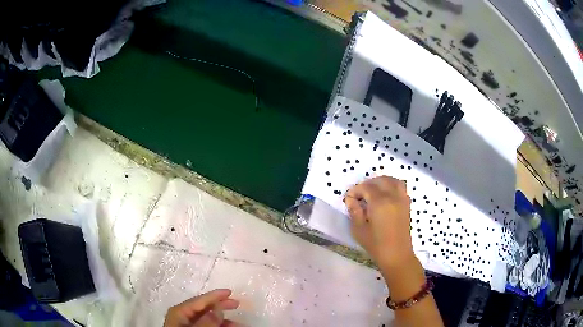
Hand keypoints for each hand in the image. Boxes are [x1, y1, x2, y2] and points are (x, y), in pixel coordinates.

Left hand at [164, 289, 240, 326]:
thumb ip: (207, 321)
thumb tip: (218, 307)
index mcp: (179, 311)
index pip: (200, 300)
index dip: (215, 295)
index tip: (230, 292)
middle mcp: (181, 315)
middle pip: (203, 307)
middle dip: (221, 306)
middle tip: (236, 304)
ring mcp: (185, 324)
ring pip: (207, 318)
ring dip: (223, 320)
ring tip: (238, 324)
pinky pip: (205, 325)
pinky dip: (217, 326)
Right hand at [344, 176, 413, 268]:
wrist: (397, 255)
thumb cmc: (376, 244)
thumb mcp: (359, 229)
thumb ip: (354, 211)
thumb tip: (351, 199)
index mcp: (380, 202)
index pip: (366, 187)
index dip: (355, 190)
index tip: (349, 199)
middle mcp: (393, 196)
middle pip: (380, 180)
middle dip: (367, 184)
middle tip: (359, 195)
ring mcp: (402, 199)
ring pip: (392, 180)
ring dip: (381, 182)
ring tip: (372, 191)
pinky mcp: (407, 204)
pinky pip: (400, 187)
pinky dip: (391, 185)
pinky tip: (385, 196)